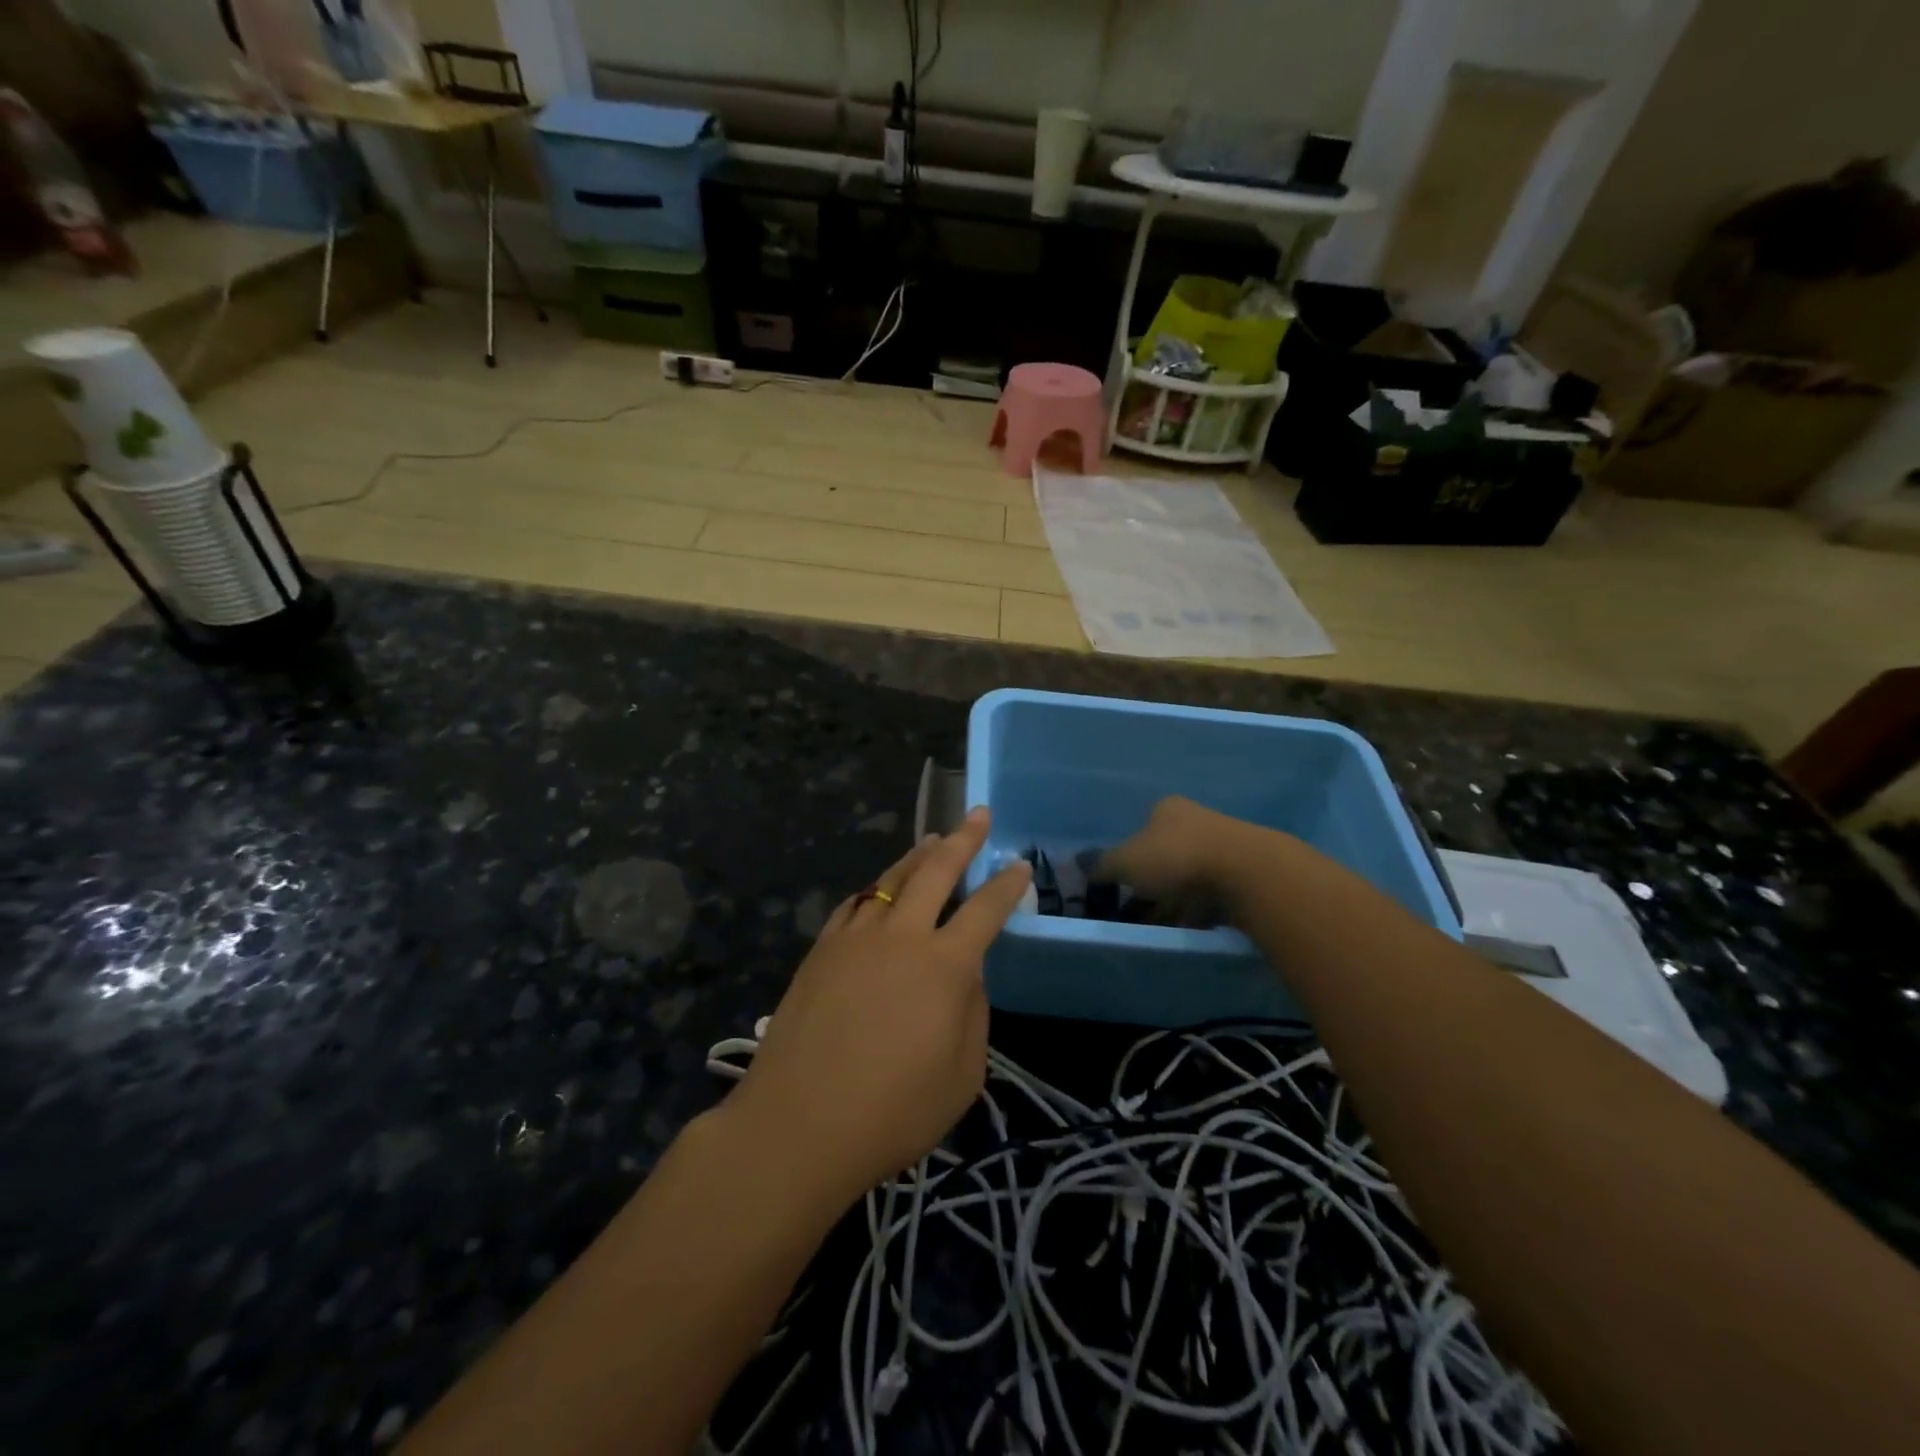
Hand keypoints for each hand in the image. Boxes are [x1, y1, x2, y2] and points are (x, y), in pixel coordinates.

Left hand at [725, 809, 1031, 1205]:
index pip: (985, 910)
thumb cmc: (892, 1112)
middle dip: (962, 839)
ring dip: (917, 856)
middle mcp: (901, 936)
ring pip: (891, 879)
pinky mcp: (821, 950)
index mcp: (944, 965)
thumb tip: (965, 975)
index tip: (1020, 865)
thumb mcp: (962, 1075)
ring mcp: (855, 938)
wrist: (797, 1125)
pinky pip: (855, 904)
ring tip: (932, 840)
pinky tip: (878, 890)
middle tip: (978, 815)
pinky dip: (875, 890)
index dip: (1007, 885)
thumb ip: (972, 1013)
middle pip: (936, 871)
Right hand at [1097, 796, 1271, 922]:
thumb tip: (1080, 866)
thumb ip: (1102, 866)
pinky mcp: (1242, 875)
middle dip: (1149, 885)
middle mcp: (1195, 821)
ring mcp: (1222, 847)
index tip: (1120, 885)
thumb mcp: (1126, 862)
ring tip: (1157, 929)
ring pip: (1187, 878)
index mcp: (1166, 809)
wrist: (1246, 873)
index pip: (1140, 830)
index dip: (1126, 858)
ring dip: (1172, 902)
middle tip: (1134, 912)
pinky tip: (1187, 930)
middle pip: (1164, 855)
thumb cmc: (1176, 857)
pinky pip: (1211, 896)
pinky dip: (1196, 912)